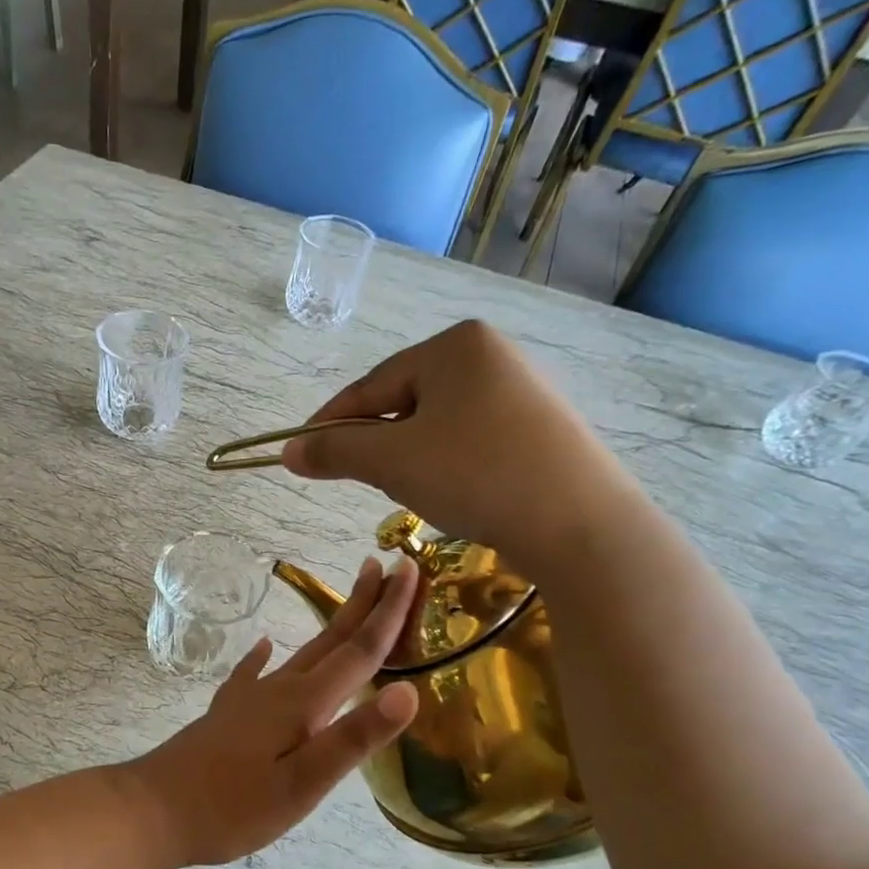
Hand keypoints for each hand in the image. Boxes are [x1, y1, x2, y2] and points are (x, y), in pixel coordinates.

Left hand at [124, 559, 420, 867]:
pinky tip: (264, 646)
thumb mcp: (303, 783)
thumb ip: (354, 738)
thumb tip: (408, 692)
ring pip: (301, 653)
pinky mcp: (228, 713)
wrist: (153, 808)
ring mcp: (249, 698)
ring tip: (347, 602)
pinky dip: (265, 656)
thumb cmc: (233, 806)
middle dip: (364, 603)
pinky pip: (254, 672)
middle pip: (332, 639)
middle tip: (388, 565)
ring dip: (330, 626)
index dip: (390, 612)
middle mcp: (279, 689)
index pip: (360, 651)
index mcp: (304, 704)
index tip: (411, 568)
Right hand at [279, 320, 632, 574]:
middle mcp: (491, 355)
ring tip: (413, 492)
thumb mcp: (391, 462)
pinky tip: (456, 493)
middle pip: (405, 402)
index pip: (371, 385)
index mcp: (454, 346)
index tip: (300, 455)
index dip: (329, 424)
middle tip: (362, 481)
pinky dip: (448, 465)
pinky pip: (471, 440)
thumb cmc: (475, 474)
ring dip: (411, 458)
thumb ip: (335, 452)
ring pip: (438, 425)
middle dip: (377, 444)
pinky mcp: (540, 428)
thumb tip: (288, 452)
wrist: (579, 523)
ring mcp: (522, 391)